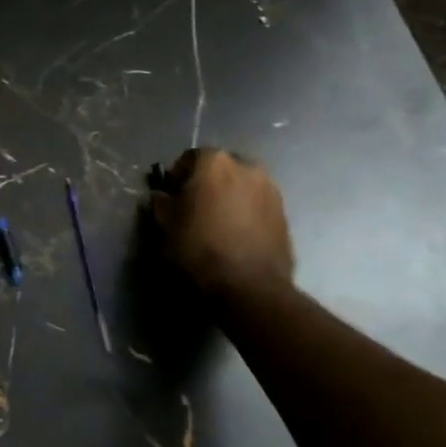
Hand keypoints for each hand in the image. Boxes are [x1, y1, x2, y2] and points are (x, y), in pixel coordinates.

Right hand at [149, 148, 293, 301]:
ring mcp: (270, 190)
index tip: (172, 198)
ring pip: (241, 187)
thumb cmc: (199, 249)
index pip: (189, 158)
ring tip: (218, 226)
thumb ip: (160, 203)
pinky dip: (246, 214)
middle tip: (195, 210)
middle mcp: (247, 167)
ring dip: (229, 199)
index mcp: (214, 162)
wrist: (249, 287)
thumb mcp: (165, 225)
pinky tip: (237, 237)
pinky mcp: (285, 214)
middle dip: (207, 184)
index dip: (177, 178)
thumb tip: (162, 196)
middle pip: (219, 169)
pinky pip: (257, 206)